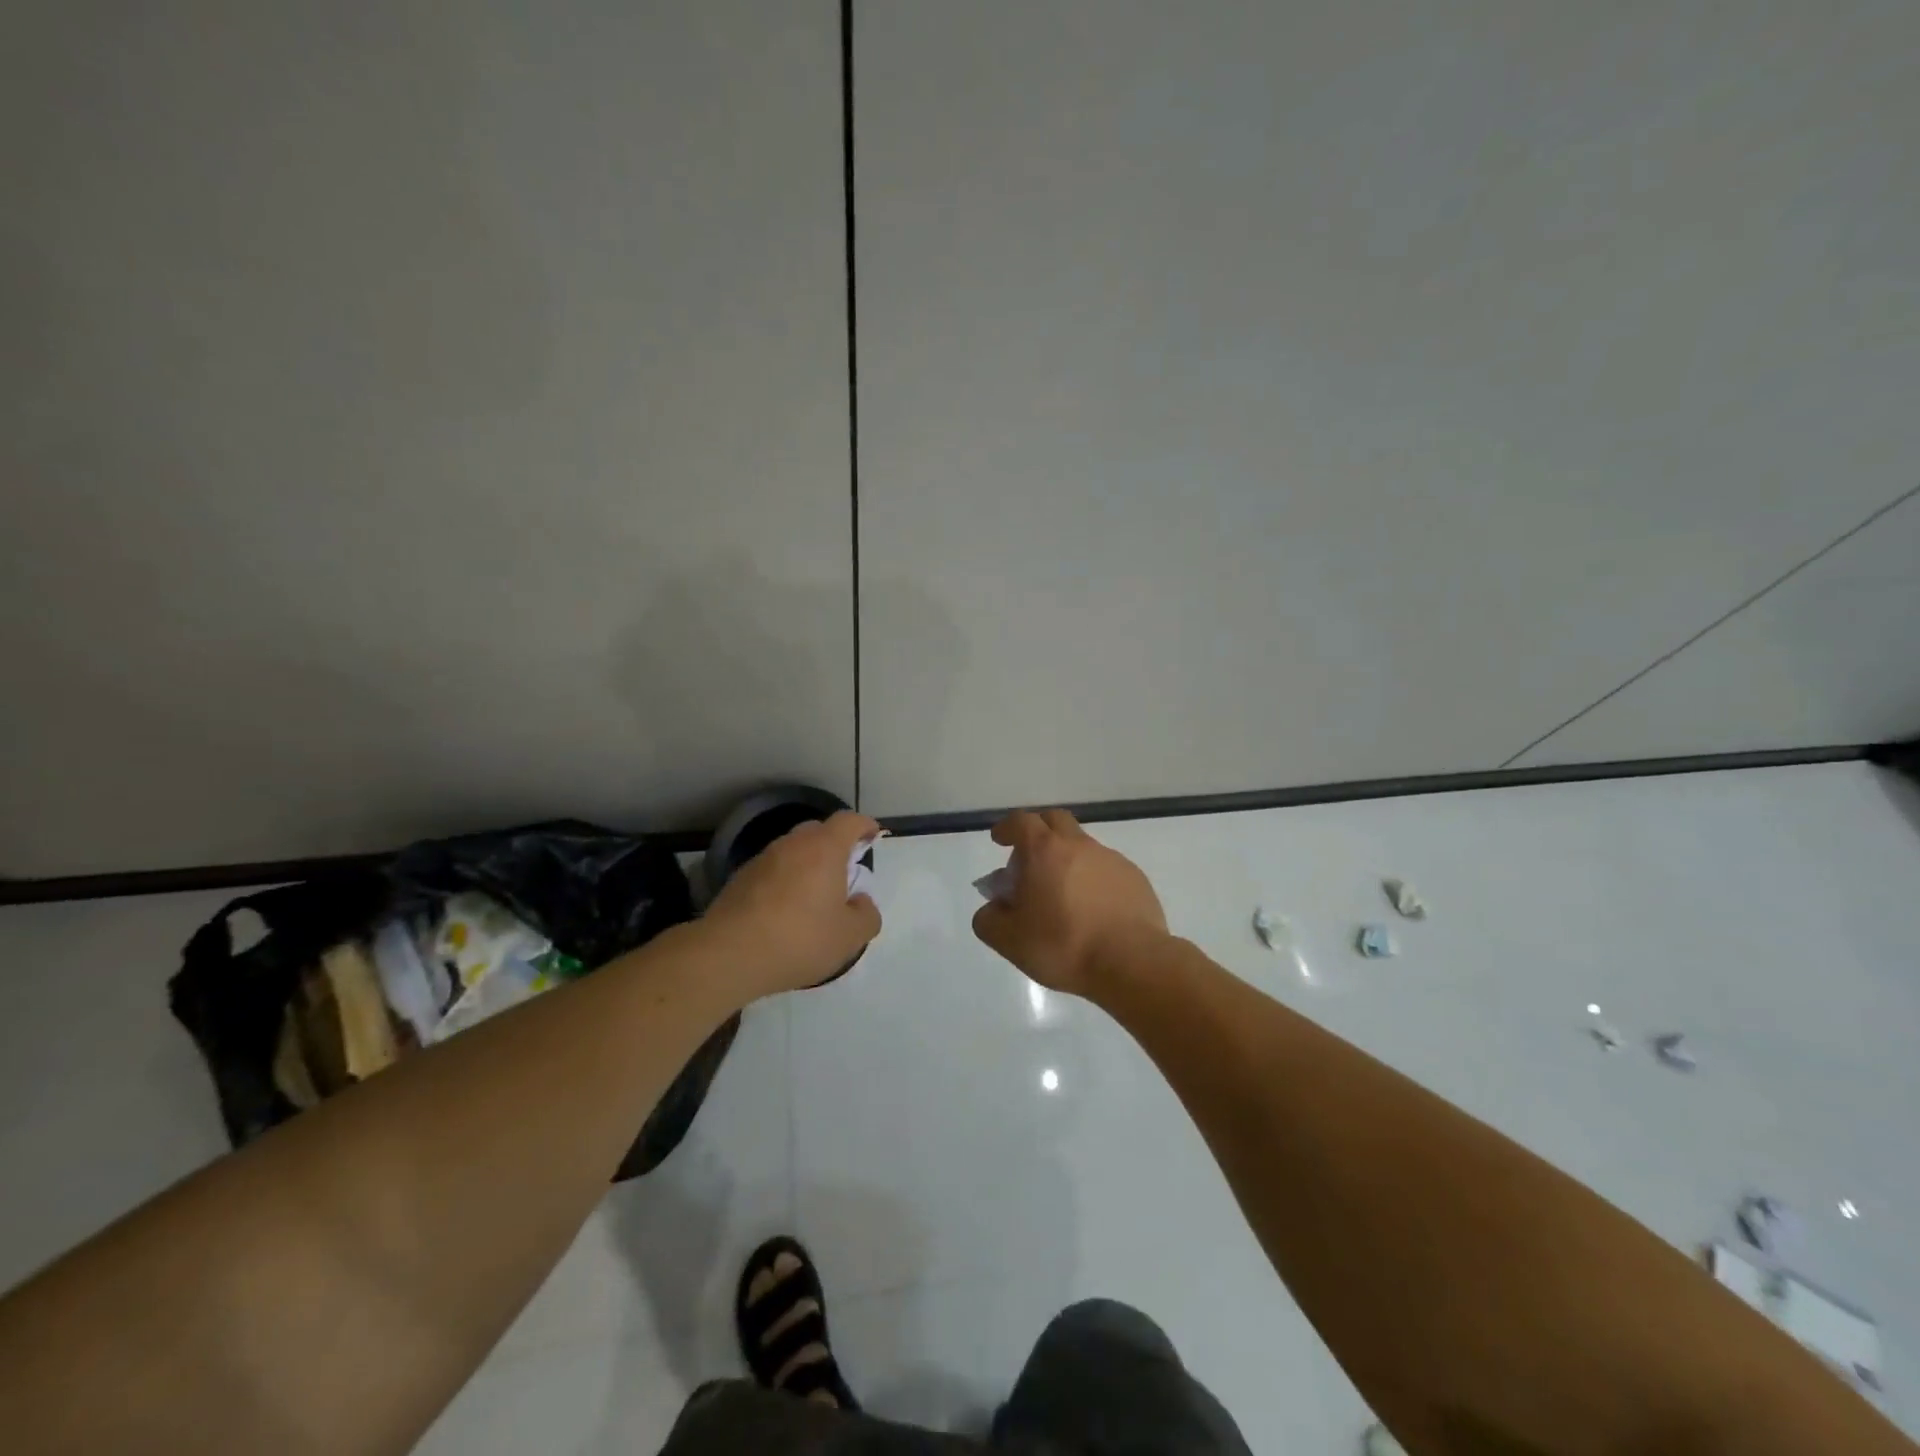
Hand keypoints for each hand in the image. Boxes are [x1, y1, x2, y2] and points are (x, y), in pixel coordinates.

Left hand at [704, 811, 883, 997]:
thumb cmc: (800, 939)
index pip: (849, 821)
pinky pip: (772, 871)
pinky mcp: (739, 879)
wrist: (729, 955)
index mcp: (824, 849)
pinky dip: (783, 882)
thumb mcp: (850, 937)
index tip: (873, 837)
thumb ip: (866, 915)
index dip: (864, 826)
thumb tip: (860, 902)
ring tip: (812, 898)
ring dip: (806, 866)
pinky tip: (783, 913)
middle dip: (835, 846)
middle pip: (818, 831)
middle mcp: (792, 844)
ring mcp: (762, 860)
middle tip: (844, 874)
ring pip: (792, 851)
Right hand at [971, 809, 1167, 996]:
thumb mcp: (1009, 940)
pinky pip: (1107, 869)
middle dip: (1038, 831)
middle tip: (1030, 859)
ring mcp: (1111, 859)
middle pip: (1055, 821)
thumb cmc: (1063, 945)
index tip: (1000, 840)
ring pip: (1083, 846)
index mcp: (1044, 851)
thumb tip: (994, 908)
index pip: (1021, 822)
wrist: (1131, 961)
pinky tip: (1092, 910)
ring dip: (1067, 859)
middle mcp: (1079, 845)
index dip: (1007, 828)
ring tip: (1062, 894)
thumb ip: (989, 919)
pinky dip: (1093, 879)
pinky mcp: (1135, 878)